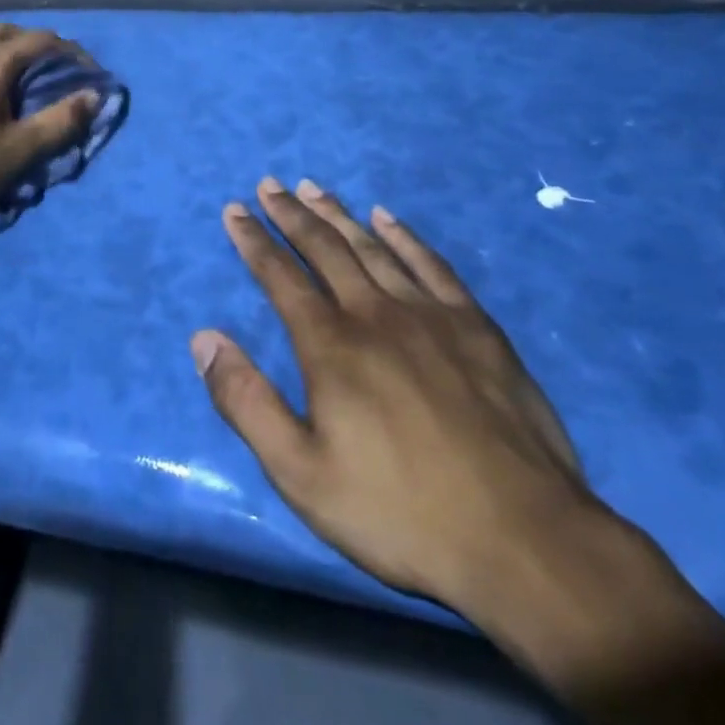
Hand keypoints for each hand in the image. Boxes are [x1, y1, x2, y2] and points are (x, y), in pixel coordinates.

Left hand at [0, 23, 99, 218]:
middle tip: (53, 65)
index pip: (40, 41)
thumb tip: (94, 96)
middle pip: (6, 31)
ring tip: (17, 76)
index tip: (89, 71)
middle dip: (34, 41)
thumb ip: (60, 122)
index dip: (71, 51)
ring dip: (4, 49)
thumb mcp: (20, 151)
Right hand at [191, 176, 598, 625]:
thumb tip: (203, 338)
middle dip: (291, 214)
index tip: (234, 211)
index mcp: (331, 345)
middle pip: (325, 248)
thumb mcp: (301, 474)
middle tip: (270, 185)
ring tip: (313, 188)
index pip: (280, 276)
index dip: (253, 241)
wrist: (521, 539)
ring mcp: (430, 314)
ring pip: (373, 247)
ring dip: (338, 214)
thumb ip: (246, 401)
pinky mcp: (475, 326)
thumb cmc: (399, 512)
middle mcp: (375, 313)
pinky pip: (431, 264)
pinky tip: (387, 218)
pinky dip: (405, 236)